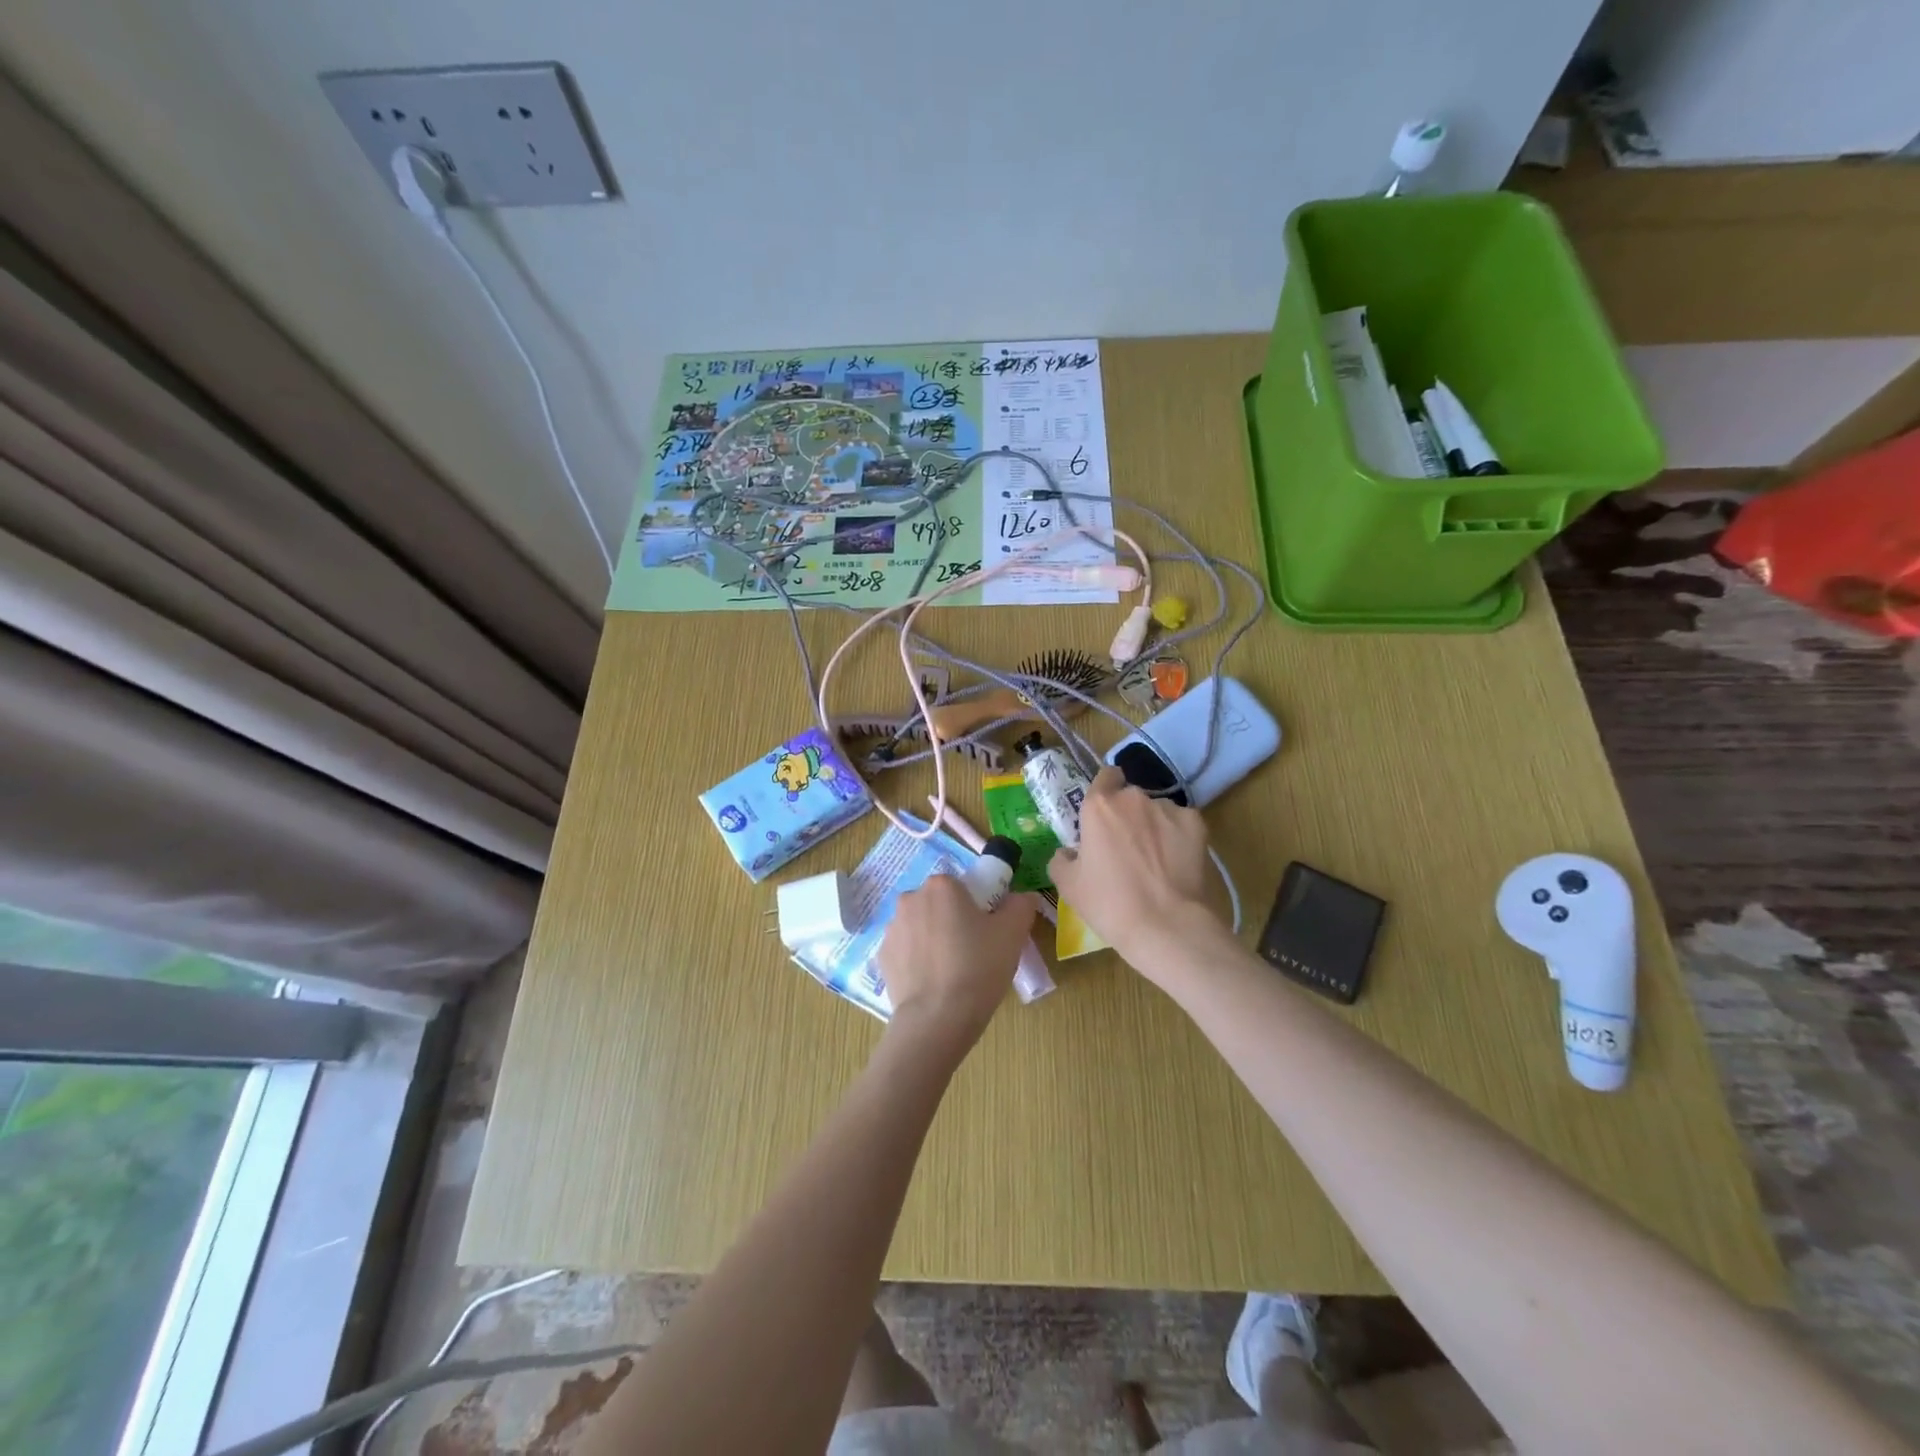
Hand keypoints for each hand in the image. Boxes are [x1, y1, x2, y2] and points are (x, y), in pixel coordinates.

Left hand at [878, 874, 1037, 1049]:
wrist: (936, 1019)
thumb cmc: (978, 967)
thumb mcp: (1013, 933)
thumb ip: (1020, 905)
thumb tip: (1021, 897)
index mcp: (942, 886)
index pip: (963, 887)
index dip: (978, 907)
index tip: (987, 932)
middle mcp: (911, 898)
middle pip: (939, 904)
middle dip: (953, 921)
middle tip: (973, 952)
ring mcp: (892, 928)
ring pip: (920, 927)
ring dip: (933, 940)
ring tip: (951, 973)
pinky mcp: (882, 957)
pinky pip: (906, 951)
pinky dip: (917, 961)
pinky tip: (932, 984)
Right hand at [1049, 767, 1217, 978]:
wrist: (1166, 926)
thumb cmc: (1109, 904)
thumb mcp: (1068, 886)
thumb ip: (1061, 859)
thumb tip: (1068, 852)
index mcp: (1099, 806)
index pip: (1104, 776)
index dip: (1105, 790)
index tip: (1104, 814)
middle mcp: (1134, 798)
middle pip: (1130, 796)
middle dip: (1128, 815)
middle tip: (1126, 846)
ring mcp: (1168, 809)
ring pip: (1157, 810)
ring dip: (1153, 826)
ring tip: (1155, 860)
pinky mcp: (1196, 824)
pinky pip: (1181, 824)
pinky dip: (1177, 837)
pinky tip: (1176, 863)